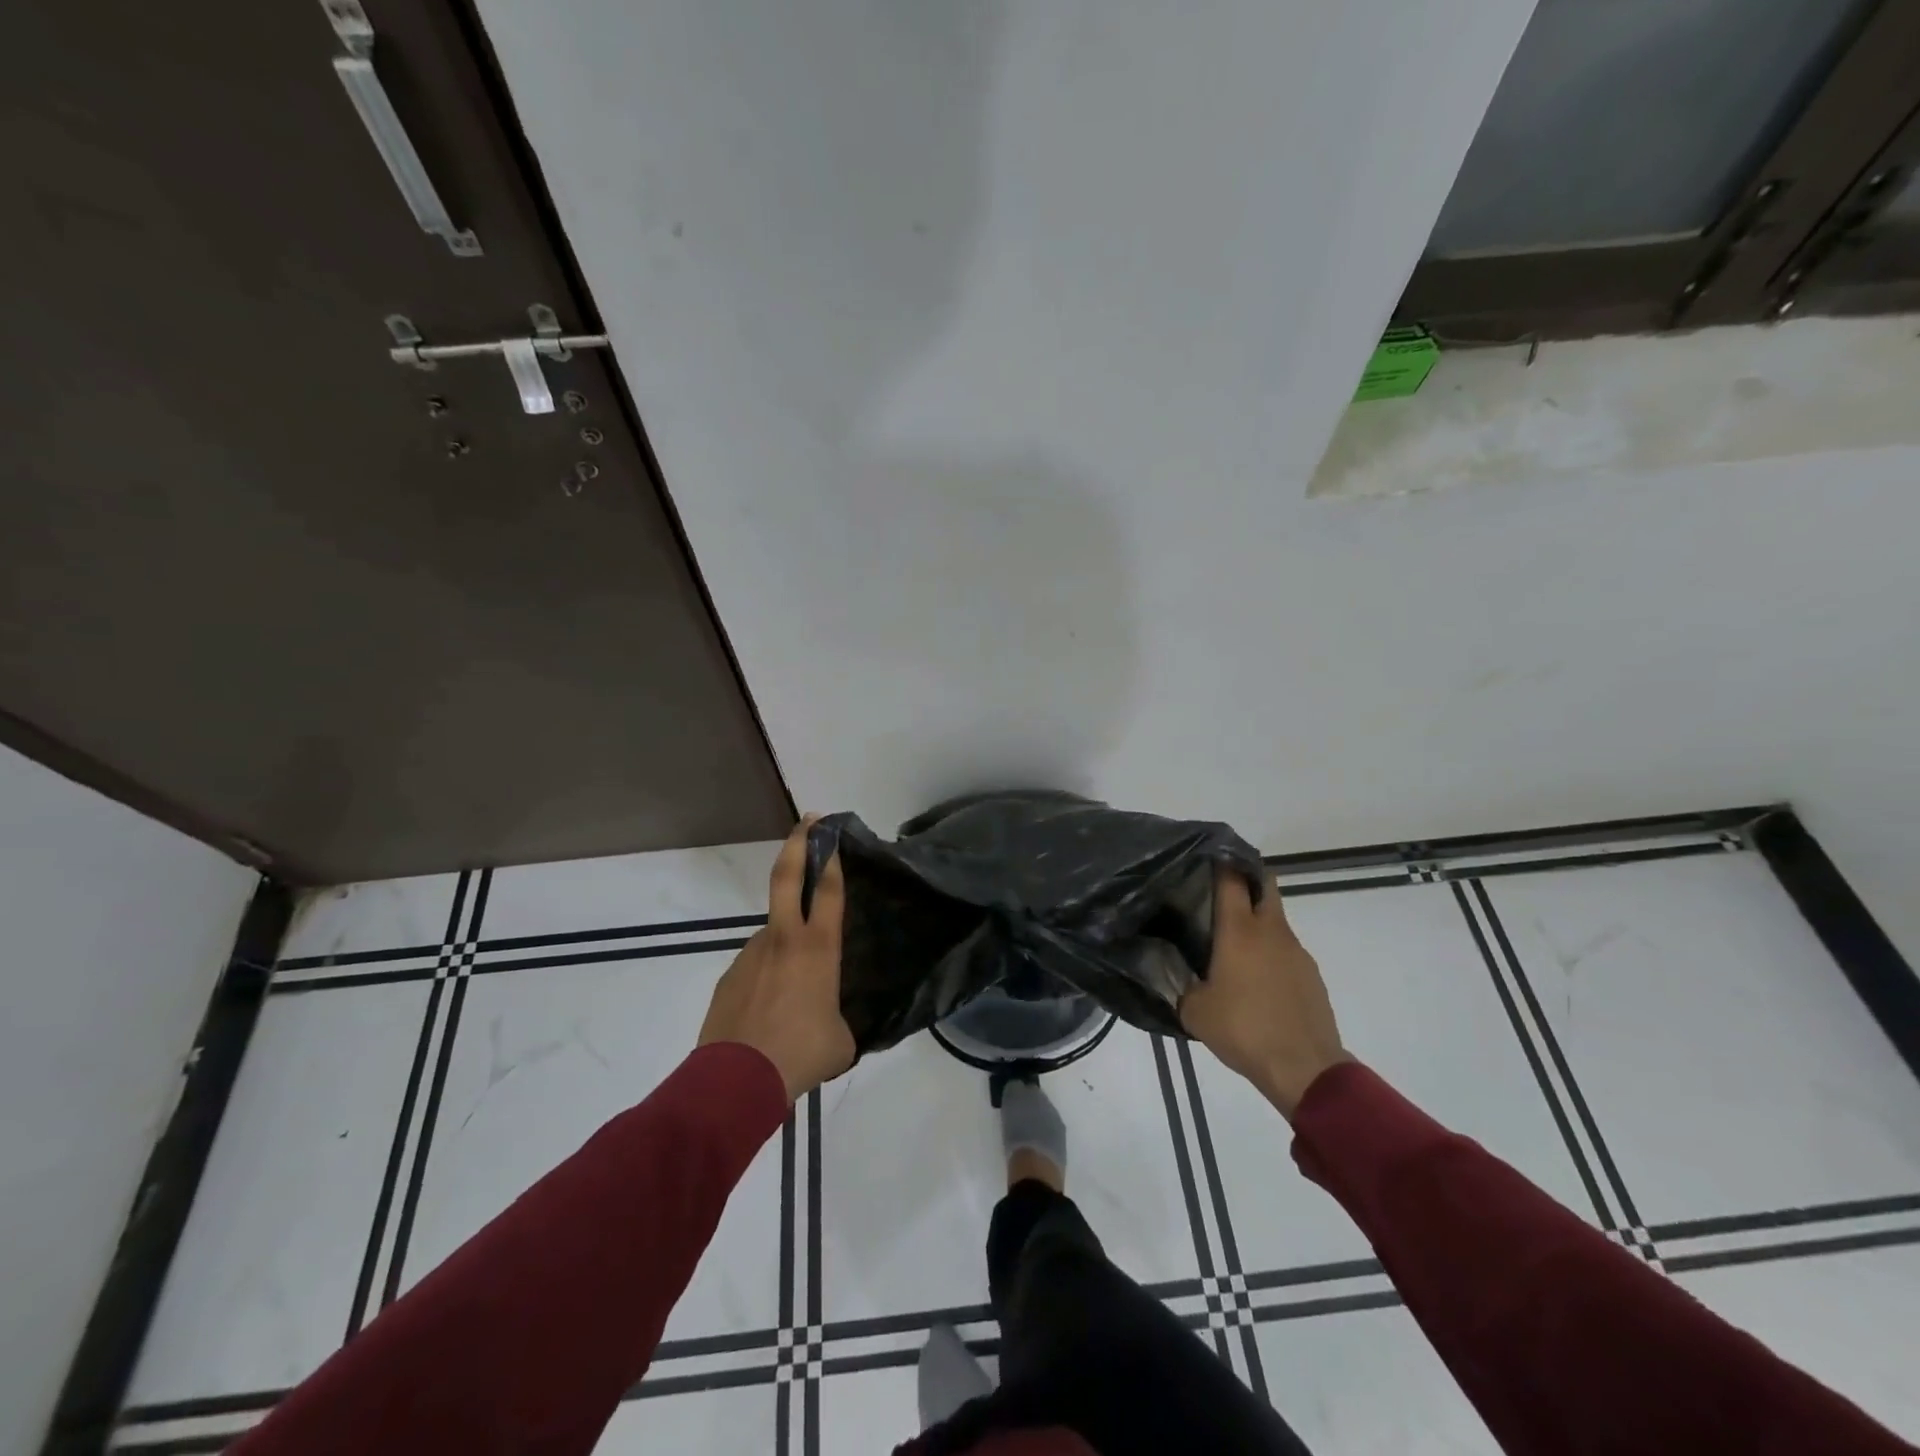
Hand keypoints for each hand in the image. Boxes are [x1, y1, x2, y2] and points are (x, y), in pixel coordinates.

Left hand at [698, 819, 855, 1103]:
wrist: (736, 1081)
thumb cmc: (800, 1054)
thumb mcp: (840, 1039)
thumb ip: (839, 1016)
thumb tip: (833, 1021)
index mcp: (817, 948)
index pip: (828, 889)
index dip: (832, 857)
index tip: (833, 832)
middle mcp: (782, 939)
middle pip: (786, 877)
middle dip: (798, 842)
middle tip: (807, 821)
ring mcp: (750, 954)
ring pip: (772, 933)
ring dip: (785, 944)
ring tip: (794, 989)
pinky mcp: (729, 976)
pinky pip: (755, 966)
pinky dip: (766, 977)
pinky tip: (769, 1010)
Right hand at [1181, 865, 1349, 1118]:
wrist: (1305, 1069)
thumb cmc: (1243, 1030)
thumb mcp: (1194, 1010)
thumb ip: (1179, 982)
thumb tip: (1169, 969)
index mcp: (1239, 931)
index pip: (1231, 878)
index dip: (1220, 861)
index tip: (1204, 855)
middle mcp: (1270, 931)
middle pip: (1264, 885)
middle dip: (1245, 878)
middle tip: (1219, 888)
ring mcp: (1296, 951)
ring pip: (1275, 920)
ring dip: (1256, 921)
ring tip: (1231, 945)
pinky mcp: (1311, 974)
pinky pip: (1285, 950)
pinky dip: (1270, 952)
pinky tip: (1254, 979)